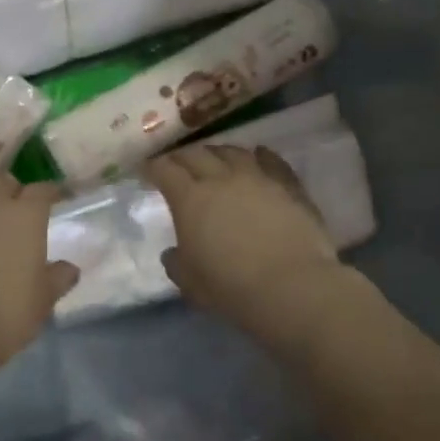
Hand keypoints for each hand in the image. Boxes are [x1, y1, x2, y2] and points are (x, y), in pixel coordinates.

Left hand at [0, 176, 78, 375]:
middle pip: (4, 183)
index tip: (57, 197)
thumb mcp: (43, 300)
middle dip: (14, 191)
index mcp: (25, 215)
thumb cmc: (6, 311)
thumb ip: (58, 278)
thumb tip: (69, 268)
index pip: (42, 189)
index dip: (51, 192)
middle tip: (21, 210)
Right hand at [149, 145, 340, 338]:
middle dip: (182, 157)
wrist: (293, 288)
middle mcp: (221, 178)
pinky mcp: (288, 186)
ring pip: (232, 152)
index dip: (152, 167)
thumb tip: (172, 253)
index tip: (146, 170)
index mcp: (190, 198)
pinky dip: (261, 155)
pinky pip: (272, 161)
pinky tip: (258, 154)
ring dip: (218, 153)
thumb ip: (176, 263)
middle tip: (177, 164)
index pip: (164, 170)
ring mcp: (258, 178)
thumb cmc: (232, 288)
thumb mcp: (190, 282)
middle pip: (196, 154)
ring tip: (214, 159)